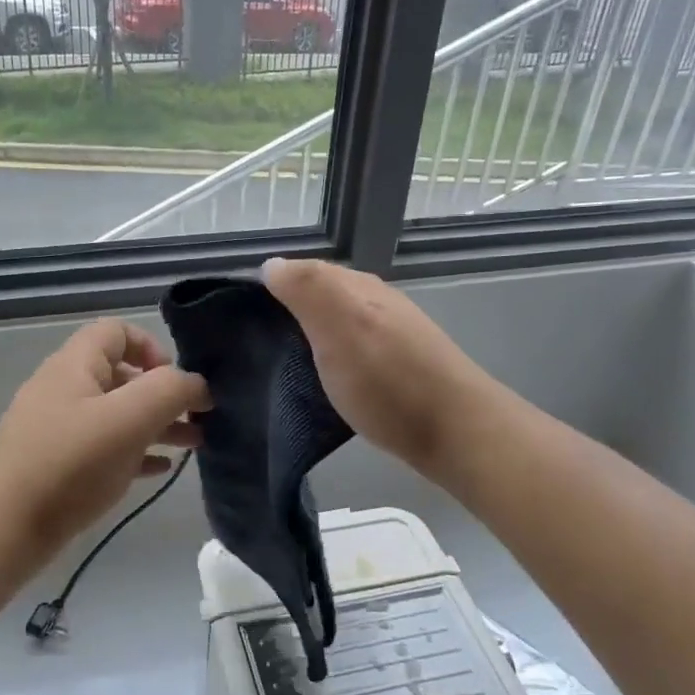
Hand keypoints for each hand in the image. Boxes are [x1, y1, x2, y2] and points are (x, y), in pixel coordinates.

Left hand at [0, 319, 209, 557]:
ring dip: (157, 424)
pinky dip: (135, 451)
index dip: (152, 347)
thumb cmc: (71, 464)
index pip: (117, 331)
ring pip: (117, 414)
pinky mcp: (58, 464)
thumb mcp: (129, 419)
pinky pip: (105, 446)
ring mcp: (58, 428)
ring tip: (193, 445)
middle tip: (198, 418)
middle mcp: (65, 389)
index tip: (174, 381)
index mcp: (75, 365)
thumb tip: (196, 384)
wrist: (5, 529)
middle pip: (122, 375)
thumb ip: (170, 391)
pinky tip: (160, 469)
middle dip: (164, 393)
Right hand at [262, 258, 493, 478]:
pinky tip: (323, 380)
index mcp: (356, 287)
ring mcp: (391, 332)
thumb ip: (306, 290)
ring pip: (337, 323)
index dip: (271, 288)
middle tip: (253, 344)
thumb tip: (271, 264)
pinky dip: (331, 358)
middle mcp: (375, 301)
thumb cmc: (387, 379)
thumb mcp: (339, 325)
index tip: (239, 317)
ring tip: (280, 365)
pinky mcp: (399, 365)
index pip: (302, 271)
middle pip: (320, 296)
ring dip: (309, 337)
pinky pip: (352, 349)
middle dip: (287, 312)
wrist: (455, 430)